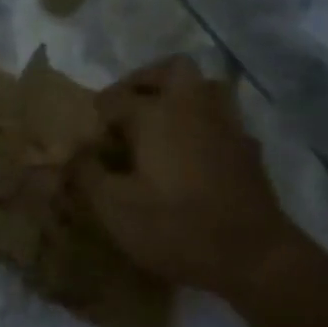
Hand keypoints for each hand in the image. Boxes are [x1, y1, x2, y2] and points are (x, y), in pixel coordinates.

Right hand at [71, 56, 296, 299]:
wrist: (253, 257)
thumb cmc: (175, 228)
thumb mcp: (113, 207)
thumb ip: (86, 174)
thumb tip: (74, 153)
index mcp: (156, 114)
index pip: (115, 98)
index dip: (96, 117)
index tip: (87, 142)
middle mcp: (193, 107)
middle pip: (171, 69)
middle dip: (144, 81)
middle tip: (126, 110)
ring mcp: (227, 125)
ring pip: (205, 87)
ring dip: (180, 96)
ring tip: (160, 125)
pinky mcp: (248, 149)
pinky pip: (222, 120)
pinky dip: (203, 125)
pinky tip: (192, 154)